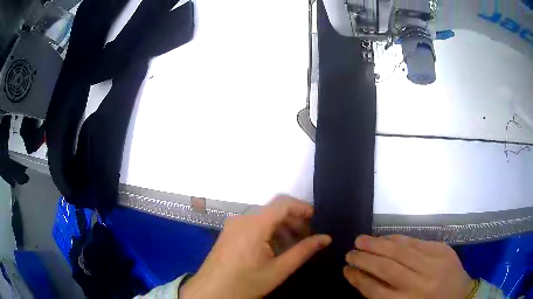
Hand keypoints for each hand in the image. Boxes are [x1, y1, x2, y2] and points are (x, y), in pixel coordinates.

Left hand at [180, 196, 331, 298]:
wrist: (211, 292)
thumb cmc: (245, 283)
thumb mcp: (278, 270)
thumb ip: (303, 252)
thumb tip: (326, 238)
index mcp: (254, 225)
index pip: (283, 203)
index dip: (302, 208)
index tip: (316, 221)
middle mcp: (242, 219)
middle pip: (274, 210)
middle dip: (294, 220)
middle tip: (307, 237)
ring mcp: (233, 225)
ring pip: (264, 218)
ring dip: (282, 227)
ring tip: (293, 245)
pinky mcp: (229, 232)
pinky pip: (253, 225)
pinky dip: (269, 231)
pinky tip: (274, 248)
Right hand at [344, 235, 474, 298]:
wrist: (461, 296)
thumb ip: (386, 297)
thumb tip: (365, 278)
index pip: (374, 290)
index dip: (358, 278)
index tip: (346, 270)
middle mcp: (419, 284)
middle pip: (386, 268)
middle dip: (364, 259)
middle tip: (349, 252)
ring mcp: (434, 264)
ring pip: (400, 252)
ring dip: (378, 245)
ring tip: (361, 240)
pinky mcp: (443, 250)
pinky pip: (417, 242)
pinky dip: (399, 239)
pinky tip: (386, 238)